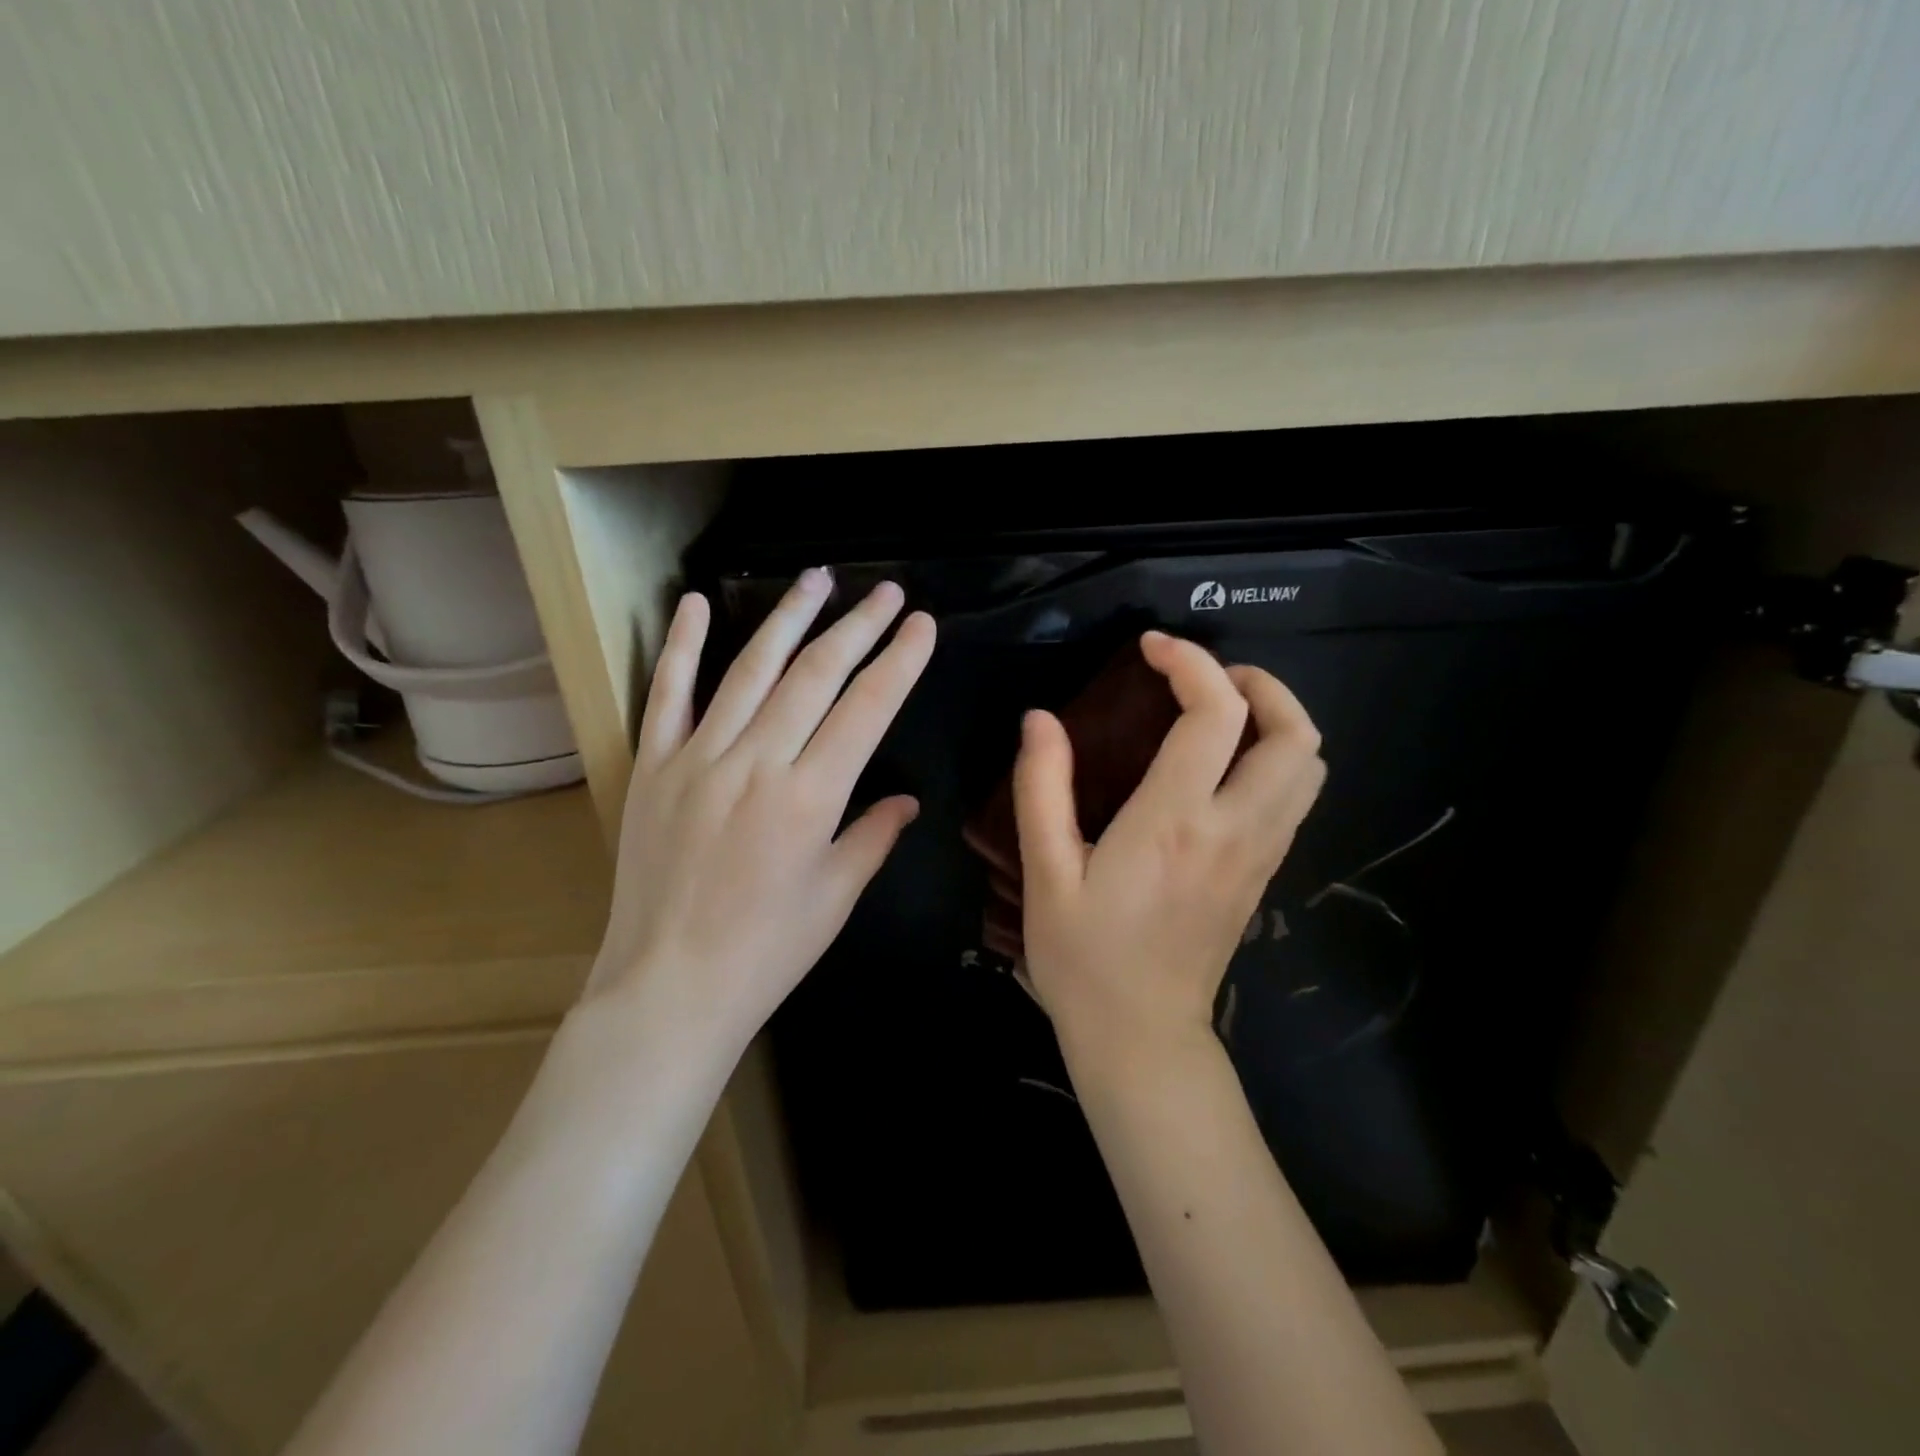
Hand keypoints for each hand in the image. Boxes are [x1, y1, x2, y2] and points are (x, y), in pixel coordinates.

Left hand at [586, 569, 936, 1055]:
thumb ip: (874, 836)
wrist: (669, 987)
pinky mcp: (653, 766)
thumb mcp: (836, 897)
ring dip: (788, 618)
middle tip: (886, 591)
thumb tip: (907, 799)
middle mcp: (756, 763)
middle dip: (857, 626)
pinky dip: (683, 647)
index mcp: (810, 797)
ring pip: (750, 670)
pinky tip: (696, 603)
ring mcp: (698, 758)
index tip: (922, 624)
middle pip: (815, 675)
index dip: (900, 661)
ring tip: (817, 579)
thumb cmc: (767, 951)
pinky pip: (667, 695)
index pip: (867, 709)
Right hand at [1013, 631, 1325, 1059]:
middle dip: (1260, 684)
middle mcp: (1233, 829)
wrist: (1141, 1037)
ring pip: (1308, 766)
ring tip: (1221, 713)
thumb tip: (1040, 719)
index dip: (1190, 663)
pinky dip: (1275, 759)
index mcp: (1174, 822)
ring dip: (1277, 721)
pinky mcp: (1263, 874)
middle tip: (1205, 679)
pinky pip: (1295, 798)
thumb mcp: (1045, 873)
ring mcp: (1259, 854)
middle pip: (1294, 734)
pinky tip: (1224, 767)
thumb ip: (1042, 788)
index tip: (1152, 648)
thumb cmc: (1084, 957)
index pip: (1215, 714)